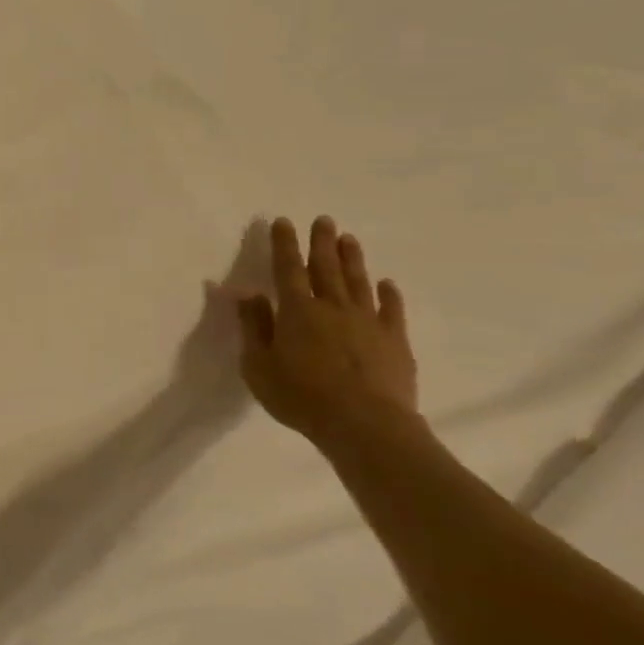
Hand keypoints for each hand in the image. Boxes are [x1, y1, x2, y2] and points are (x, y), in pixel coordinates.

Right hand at [225, 217, 419, 448]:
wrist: (365, 425)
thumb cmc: (300, 396)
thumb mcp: (258, 365)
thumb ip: (253, 328)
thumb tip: (248, 295)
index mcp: (296, 311)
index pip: (287, 269)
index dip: (284, 245)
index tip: (283, 222)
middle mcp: (333, 307)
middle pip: (326, 267)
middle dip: (321, 242)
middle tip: (323, 219)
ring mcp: (368, 322)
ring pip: (358, 282)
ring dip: (352, 259)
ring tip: (349, 238)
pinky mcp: (395, 341)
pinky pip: (392, 310)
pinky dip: (389, 294)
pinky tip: (387, 283)